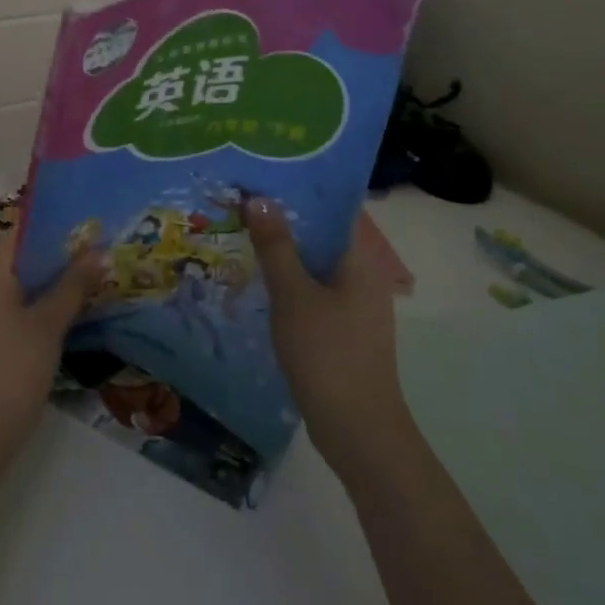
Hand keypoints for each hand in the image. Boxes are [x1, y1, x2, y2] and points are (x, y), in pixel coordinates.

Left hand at [0, 228, 106, 473]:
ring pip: (9, 283)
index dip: (58, 231)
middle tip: (95, 262)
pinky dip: (25, 305)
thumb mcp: (48, 326)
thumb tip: (99, 252)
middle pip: (16, 256)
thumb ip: (73, 285)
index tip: (91, 235)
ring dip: (42, 284)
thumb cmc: (11, 371)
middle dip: (55, 259)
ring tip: (83, 288)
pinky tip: (54, 319)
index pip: (23, 231)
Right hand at [245, 199, 408, 451]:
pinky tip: (257, 280)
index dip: (301, 188)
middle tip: (241, 200)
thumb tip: (259, 197)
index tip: (264, 173)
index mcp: (360, 260)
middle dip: (284, 218)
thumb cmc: (327, 353)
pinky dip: (288, 280)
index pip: (334, 208)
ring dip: (283, 250)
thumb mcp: (293, 294)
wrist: (357, 430)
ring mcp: (354, 306)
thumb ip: (276, 245)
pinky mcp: (342, 330)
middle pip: (322, 235)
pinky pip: (312, 291)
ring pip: (315, 265)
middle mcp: (363, 276)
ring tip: (241, 232)